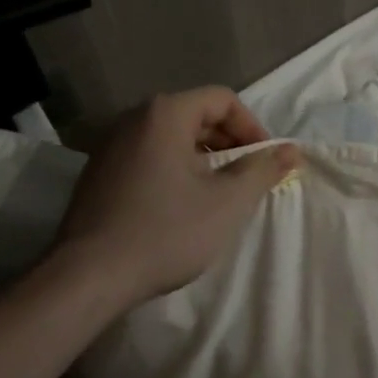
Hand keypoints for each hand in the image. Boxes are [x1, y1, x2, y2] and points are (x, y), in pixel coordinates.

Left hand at [53, 87, 299, 306]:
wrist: (85, 278)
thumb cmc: (164, 232)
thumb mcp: (227, 202)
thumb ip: (262, 170)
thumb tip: (292, 150)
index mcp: (166, 113)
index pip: (222, 99)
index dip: (251, 127)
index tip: (263, 161)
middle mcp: (135, 117)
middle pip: (195, 114)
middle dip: (227, 142)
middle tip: (244, 178)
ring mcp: (110, 144)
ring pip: (171, 136)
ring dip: (201, 157)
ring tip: (214, 194)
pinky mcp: (96, 172)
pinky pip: (147, 155)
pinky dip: (172, 169)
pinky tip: (176, 207)